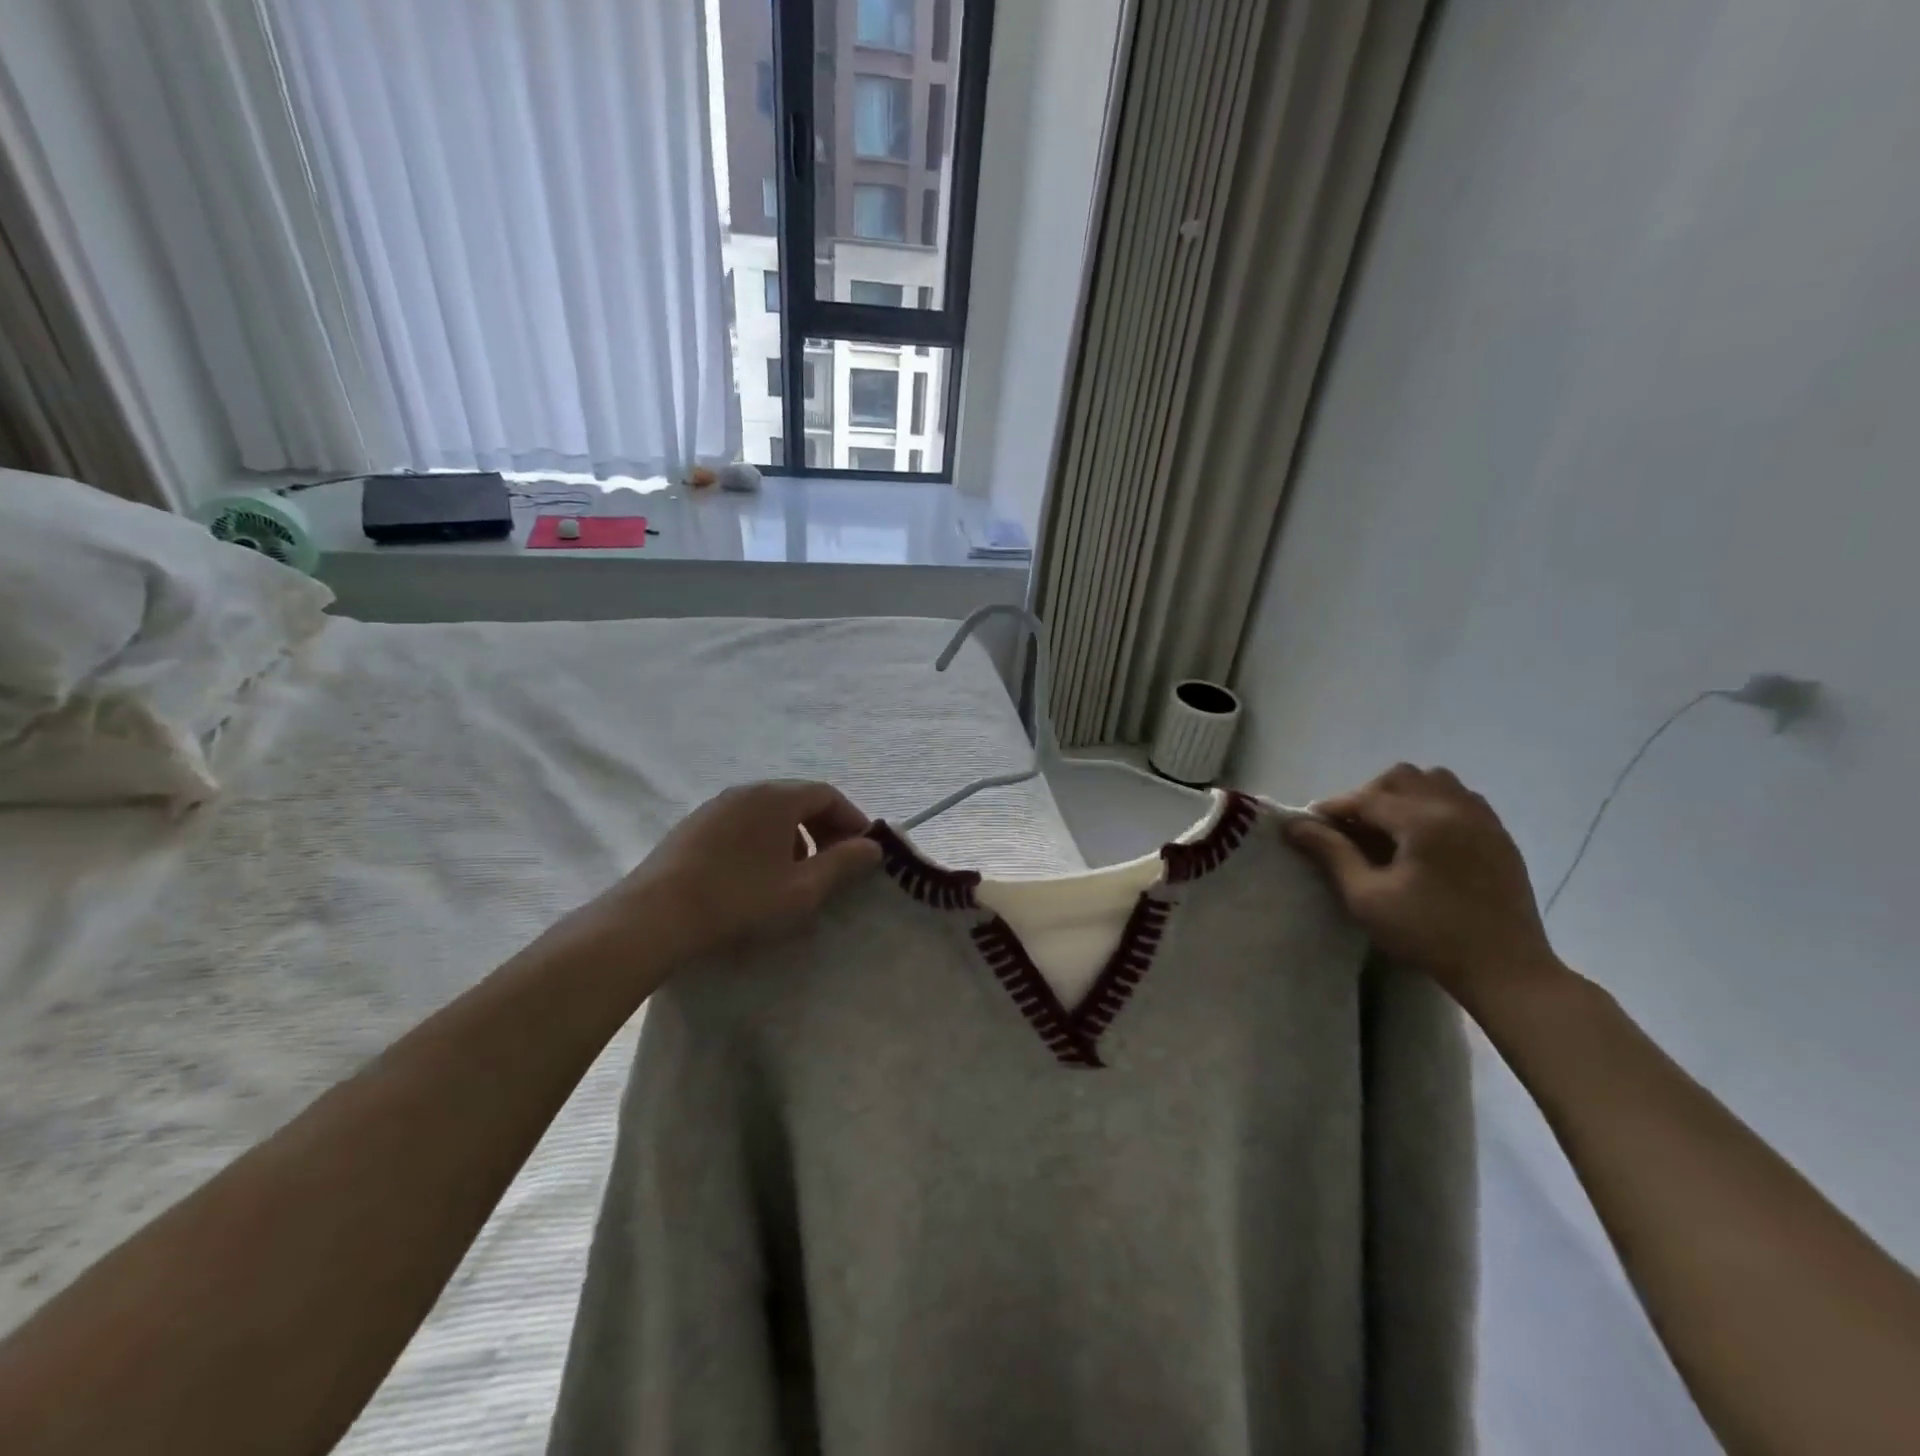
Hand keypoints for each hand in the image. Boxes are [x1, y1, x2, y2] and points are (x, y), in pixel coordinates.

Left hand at [564, 781, 882, 971]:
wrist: (655, 917)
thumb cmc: (739, 899)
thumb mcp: (801, 888)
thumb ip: (842, 863)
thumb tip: (872, 846)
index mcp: (777, 797)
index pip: (828, 794)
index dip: (851, 819)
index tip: (863, 850)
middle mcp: (747, 790)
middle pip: (798, 798)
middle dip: (824, 827)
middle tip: (835, 861)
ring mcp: (716, 806)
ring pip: (769, 811)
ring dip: (794, 835)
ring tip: (797, 872)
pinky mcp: (694, 825)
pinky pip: (743, 822)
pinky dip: (764, 839)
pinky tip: (757, 875)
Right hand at [1283, 764, 1561, 1006]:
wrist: (1505, 970)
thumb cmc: (1428, 935)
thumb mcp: (1367, 897)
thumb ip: (1331, 853)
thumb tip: (1295, 824)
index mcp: (1423, 821)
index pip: (1367, 798)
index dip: (1333, 807)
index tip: (1310, 824)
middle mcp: (1456, 809)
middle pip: (1402, 777)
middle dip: (1369, 795)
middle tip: (1352, 829)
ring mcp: (1484, 820)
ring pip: (1435, 781)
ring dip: (1404, 795)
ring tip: (1388, 828)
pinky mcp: (1500, 837)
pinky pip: (1462, 799)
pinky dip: (1435, 804)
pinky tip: (1423, 837)